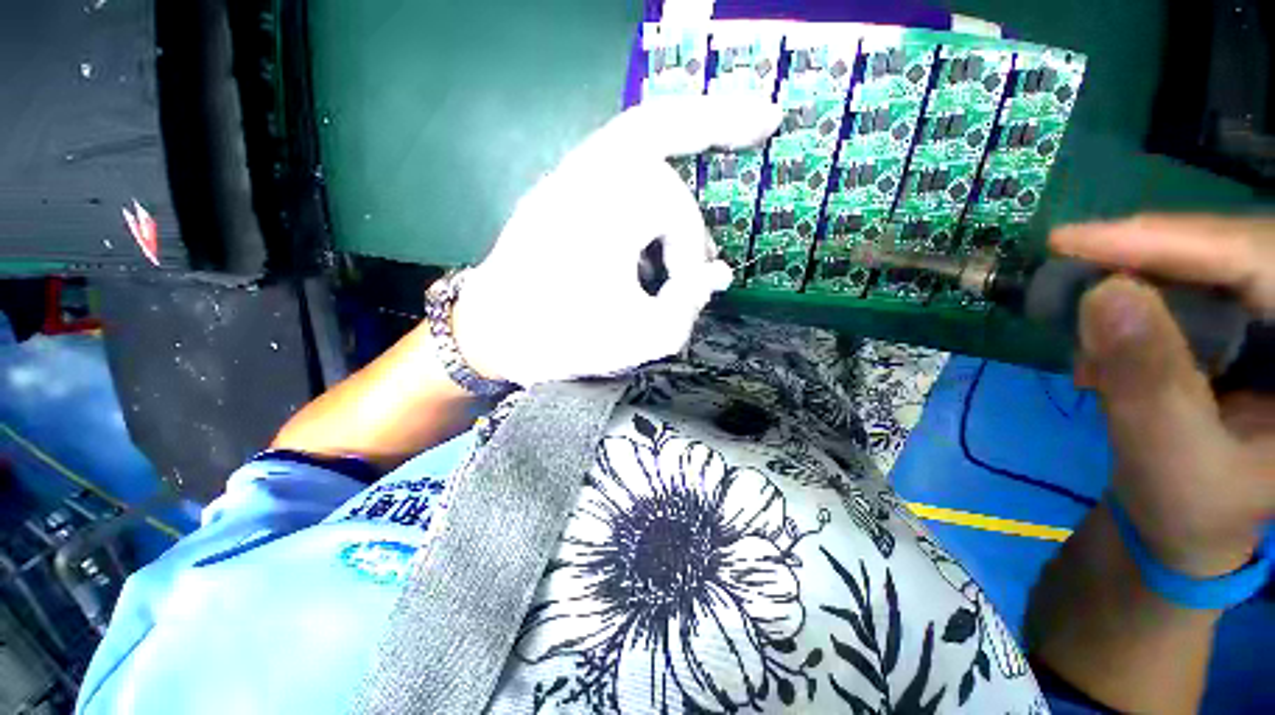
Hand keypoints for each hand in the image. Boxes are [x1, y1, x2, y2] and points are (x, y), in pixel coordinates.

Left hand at [452, 96, 781, 385]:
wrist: (491, 337)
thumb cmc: (561, 340)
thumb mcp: (639, 339)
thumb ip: (689, 308)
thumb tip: (718, 275)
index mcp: (603, 209)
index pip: (675, 210)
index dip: (691, 252)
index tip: (689, 290)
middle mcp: (583, 177)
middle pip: (658, 129)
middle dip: (714, 122)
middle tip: (764, 120)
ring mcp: (565, 178)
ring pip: (635, 134)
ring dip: (682, 138)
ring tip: (707, 159)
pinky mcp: (559, 192)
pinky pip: (614, 156)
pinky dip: (649, 161)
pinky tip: (657, 195)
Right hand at [1052, 214, 1274, 577]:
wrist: (1194, 523)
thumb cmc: (1192, 509)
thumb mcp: (1170, 457)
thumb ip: (1147, 379)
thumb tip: (1103, 294)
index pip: (1265, 265)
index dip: (1176, 242)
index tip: (1076, 240)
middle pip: (1243, 252)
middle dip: (1153, 258)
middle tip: (1074, 269)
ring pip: (1217, 265)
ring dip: (1141, 285)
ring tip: (1088, 327)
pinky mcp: (1255, 326)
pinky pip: (1201, 286)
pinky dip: (1144, 301)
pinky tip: (1110, 335)